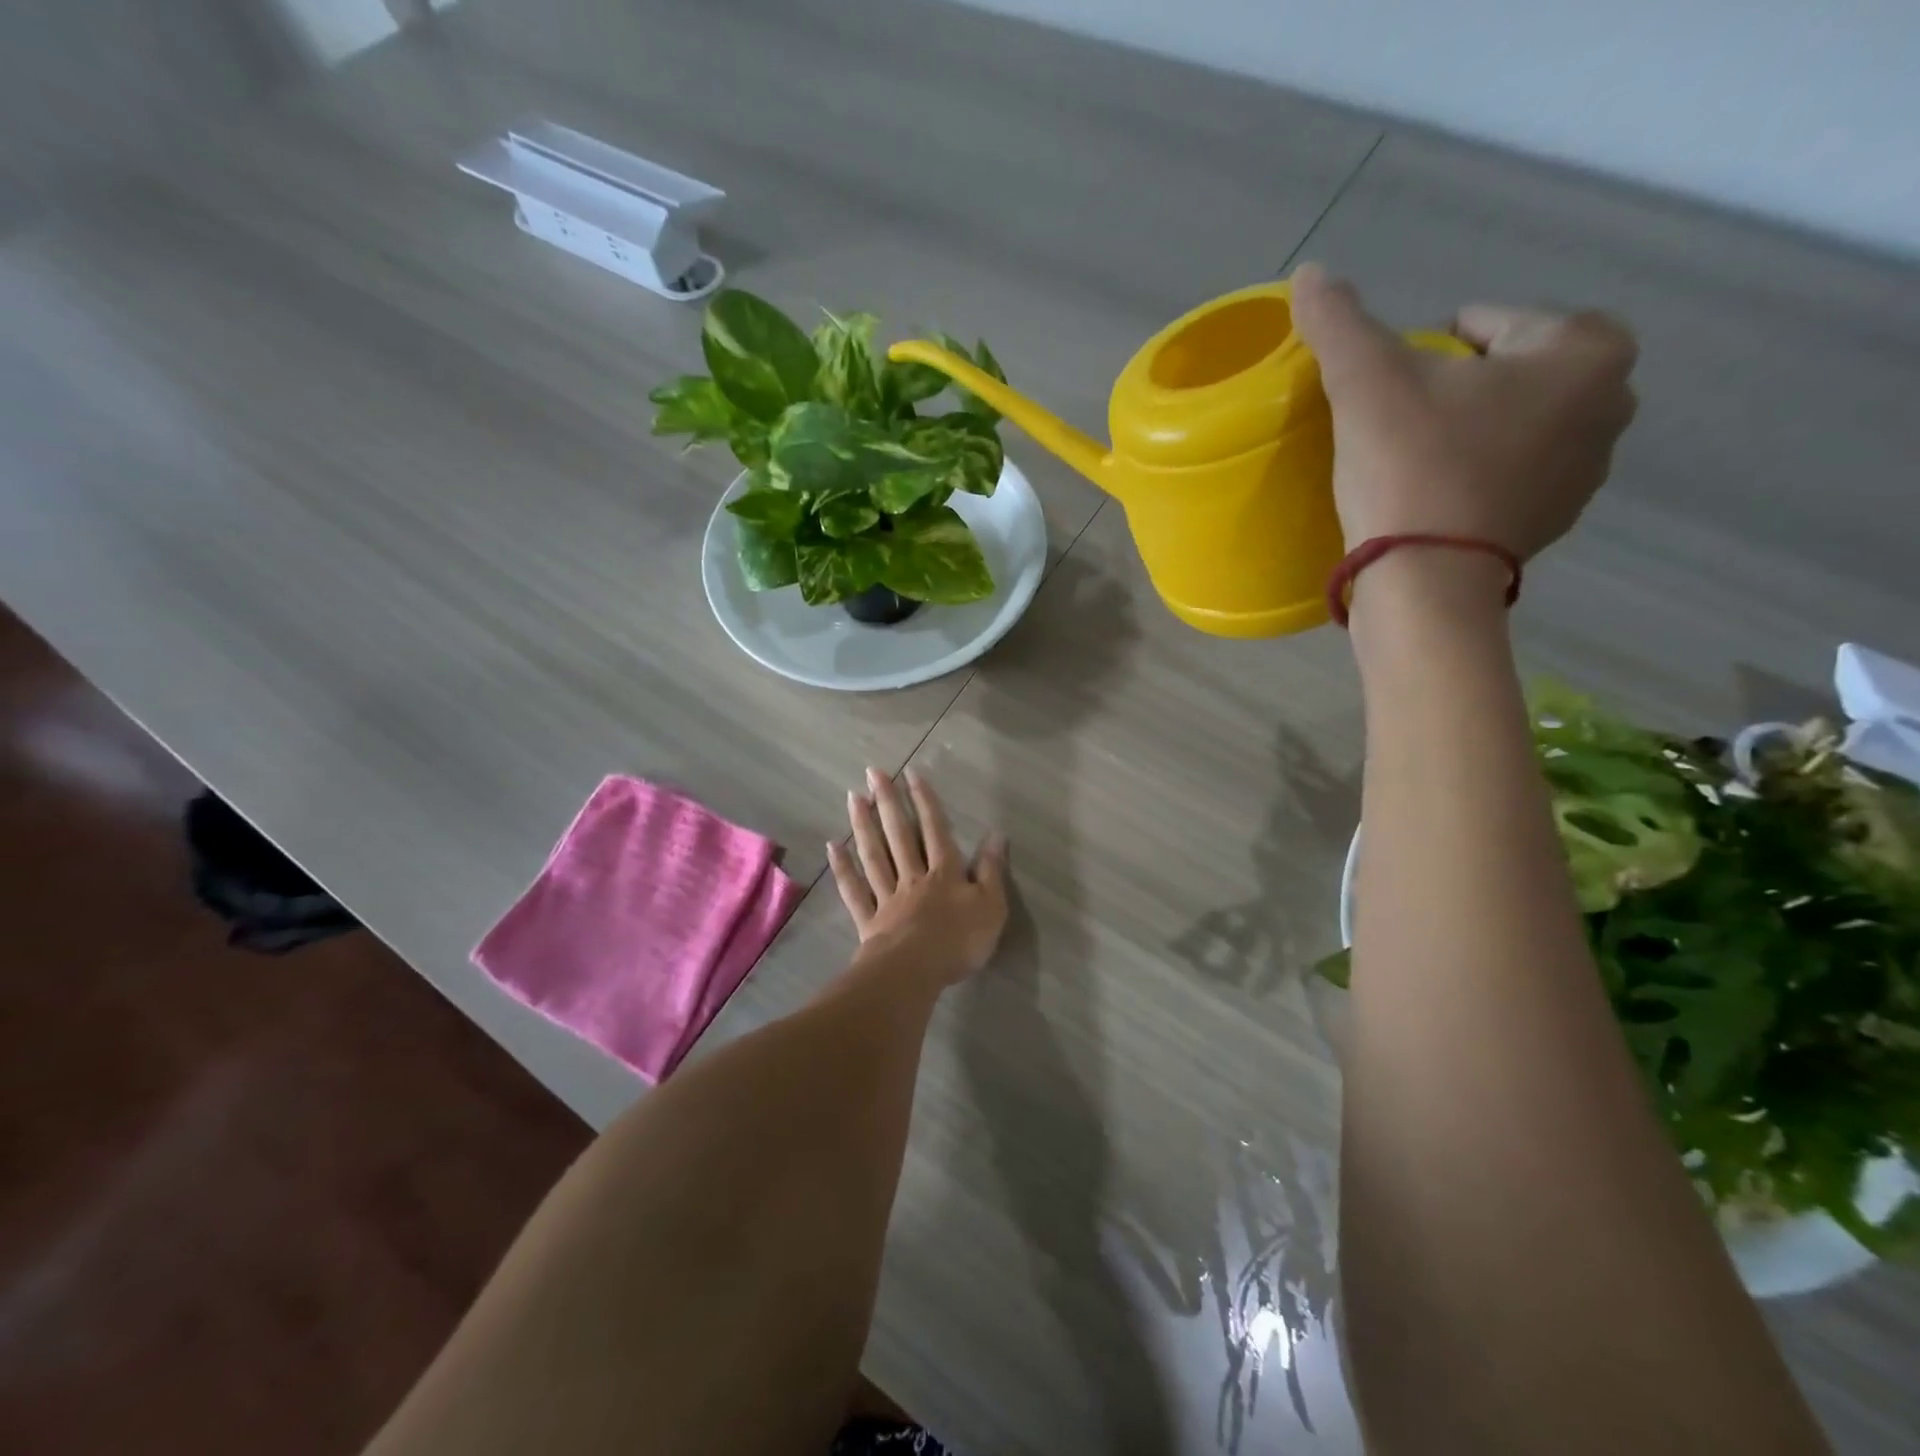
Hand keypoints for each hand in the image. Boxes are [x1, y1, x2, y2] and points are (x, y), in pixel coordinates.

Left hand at [827, 766, 1008, 987]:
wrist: (914, 973)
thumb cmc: (958, 941)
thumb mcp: (991, 906)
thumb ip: (992, 869)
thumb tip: (996, 833)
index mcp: (944, 873)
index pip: (935, 829)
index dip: (925, 800)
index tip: (911, 772)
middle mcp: (913, 876)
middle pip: (899, 834)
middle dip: (888, 801)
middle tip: (873, 772)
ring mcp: (887, 897)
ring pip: (874, 854)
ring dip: (863, 825)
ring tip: (853, 797)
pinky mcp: (869, 920)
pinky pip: (854, 890)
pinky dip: (843, 868)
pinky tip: (832, 847)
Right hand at [1290, 262, 1638, 561]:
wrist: (1425, 579)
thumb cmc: (1409, 467)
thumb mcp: (1366, 383)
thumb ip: (1339, 321)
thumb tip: (1309, 273)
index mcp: (1586, 349)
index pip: (1488, 323)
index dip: (1426, 350)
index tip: (1390, 387)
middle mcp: (1611, 402)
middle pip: (1505, 372)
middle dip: (1455, 387)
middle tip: (1398, 423)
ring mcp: (1589, 469)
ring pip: (1510, 423)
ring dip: (1466, 430)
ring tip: (1409, 461)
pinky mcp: (1555, 520)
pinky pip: (1510, 473)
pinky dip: (1474, 474)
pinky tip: (1429, 496)